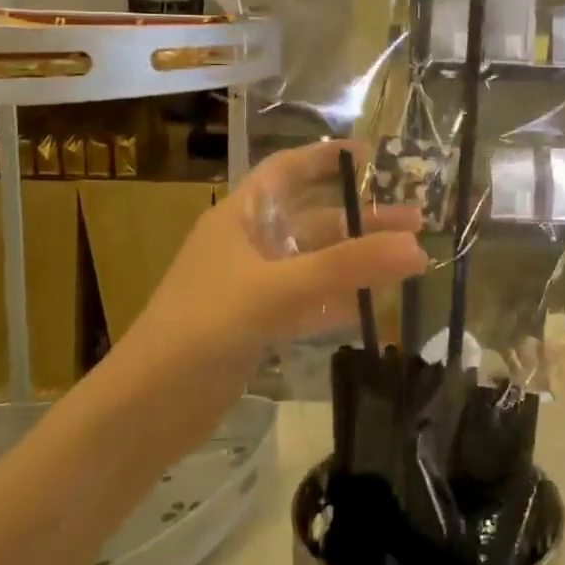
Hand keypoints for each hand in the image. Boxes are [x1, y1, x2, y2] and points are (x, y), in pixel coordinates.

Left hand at [111, 141, 427, 445]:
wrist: (147, 409)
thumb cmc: (203, 328)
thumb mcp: (276, 290)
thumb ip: (346, 268)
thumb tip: (416, 246)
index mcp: (239, 217)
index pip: (287, 170)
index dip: (327, 157)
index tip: (374, 155)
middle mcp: (247, 244)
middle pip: (313, 220)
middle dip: (362, 219)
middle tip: (417, 222)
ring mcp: (253, 287)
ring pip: (316, 263)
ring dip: (358, 260)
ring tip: (410, 261)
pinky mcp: (258, 324)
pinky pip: (309, 301)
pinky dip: (340, 299)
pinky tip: (374, 305)